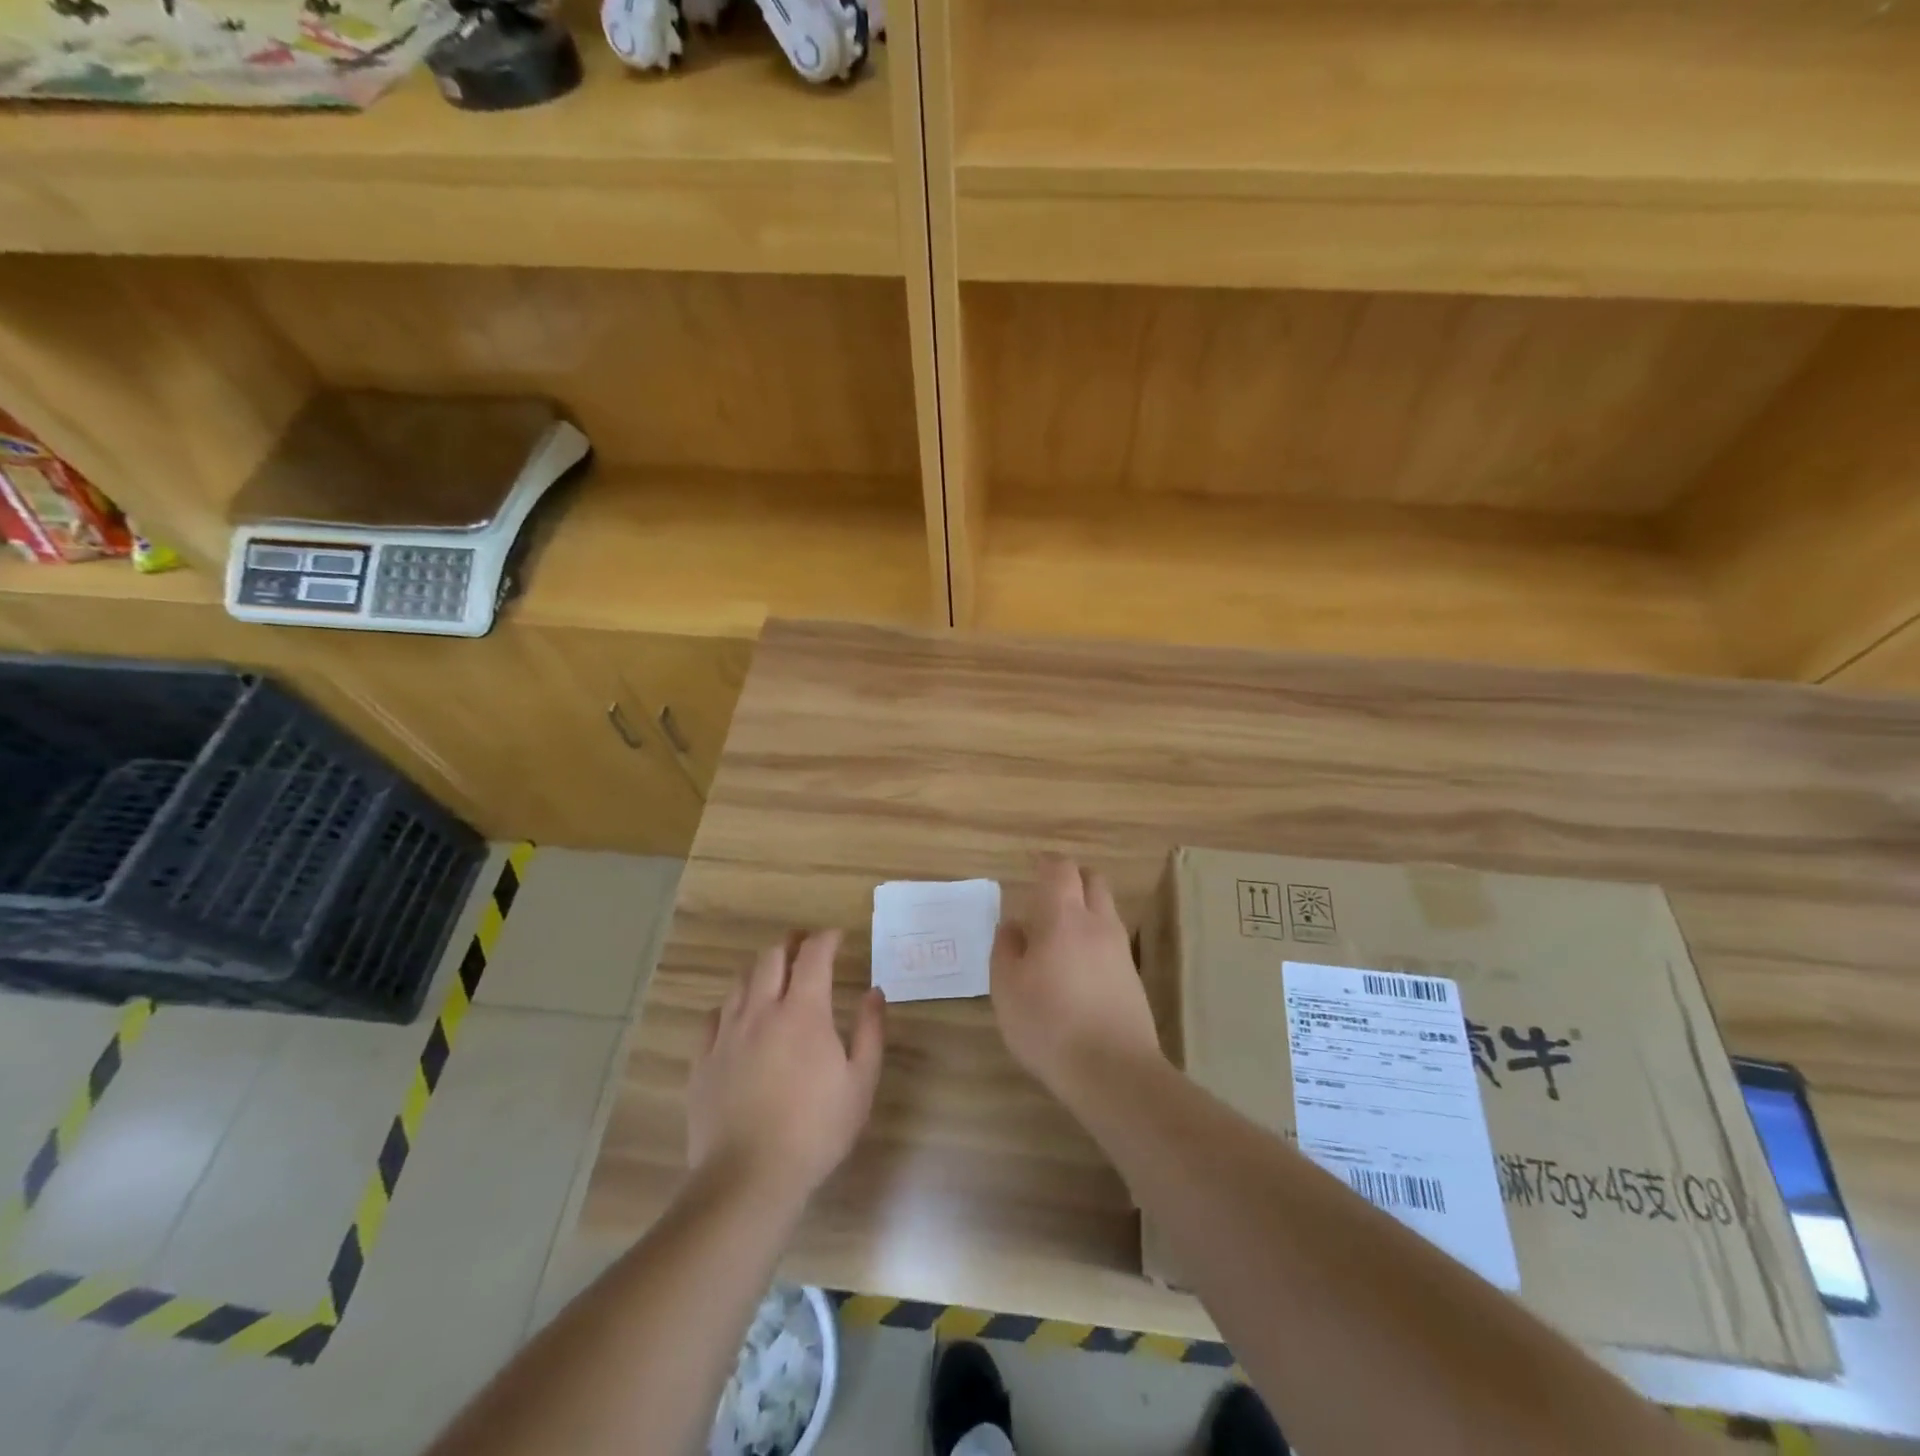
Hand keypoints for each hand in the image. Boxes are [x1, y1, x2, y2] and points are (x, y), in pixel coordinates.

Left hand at [688, 929, 885, 1205]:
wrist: (749, 1177)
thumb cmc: (815, 1130)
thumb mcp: (860, 1082)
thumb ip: (870, 1031)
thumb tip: (874, 992)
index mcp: (804, 1012)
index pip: (813, 955)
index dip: (826, 938)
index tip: (837, 936)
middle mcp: (762, 1011)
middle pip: (771, 957)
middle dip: (791, 943)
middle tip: (805, 946)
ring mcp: (727, 1034)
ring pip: (741, 981)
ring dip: (761, 969)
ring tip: (773, 976)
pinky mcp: (703, 1059)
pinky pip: (713, 1017)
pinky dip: (731, 1006)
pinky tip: (738, 1018)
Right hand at [991, 856, 1164, 1099]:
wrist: (1113, 1071)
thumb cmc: (1049, 1024)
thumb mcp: (1007, 988)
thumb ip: (1006, 949)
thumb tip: (1013, 926)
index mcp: (1063, 918)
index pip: (1061, 870)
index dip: (1047, 862)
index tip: (1033, 864)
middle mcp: (1098, 924)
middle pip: (1093, 881)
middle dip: (1072, 878)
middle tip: (1049, 891)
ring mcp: (1120, 951)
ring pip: (1106, 910)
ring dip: (1086, 907)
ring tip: (1060, 930)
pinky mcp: (1133, 978)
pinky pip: (1112, 940)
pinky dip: (1095, 937)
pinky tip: (1077, 964)